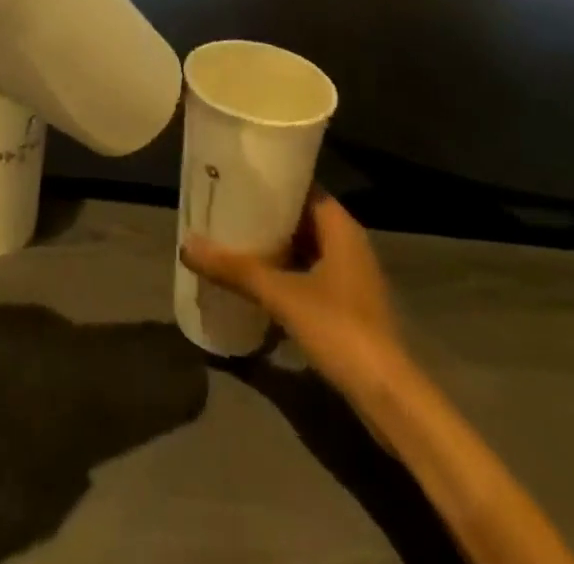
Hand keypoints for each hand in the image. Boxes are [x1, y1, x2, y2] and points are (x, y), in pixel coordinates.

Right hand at [181, 191, 410, 396]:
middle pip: (300, 217)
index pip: (301, 186)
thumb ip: (235, 269)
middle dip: (265, 215)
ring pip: (304, 247)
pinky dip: (285, 272)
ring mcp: (350, 276)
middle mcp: (348, 243)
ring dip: (274, 246)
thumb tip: (186, 245)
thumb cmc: (339, 328)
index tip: (236, 177)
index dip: (270, 181)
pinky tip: (256, 280)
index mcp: (340, 226)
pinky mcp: (348, 305)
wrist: (387, 396)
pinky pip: (309, 273)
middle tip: (225, 207)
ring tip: (233, 239)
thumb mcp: (281, 295)